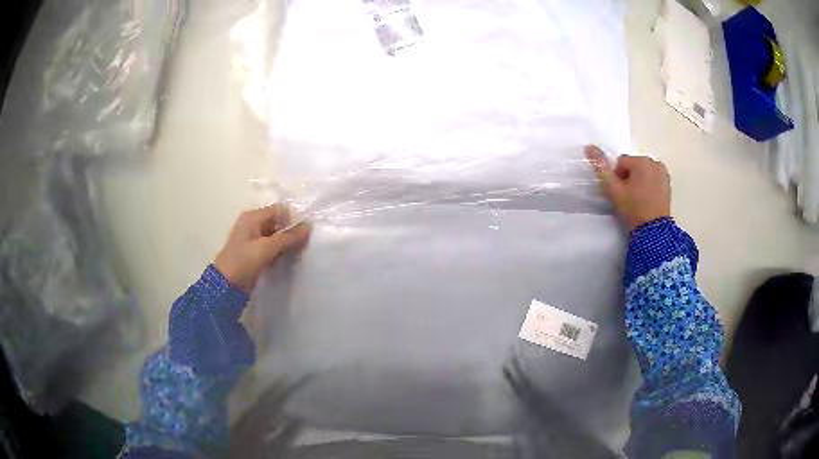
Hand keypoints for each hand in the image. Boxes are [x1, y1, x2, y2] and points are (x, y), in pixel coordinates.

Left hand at [215, 204, 310, 291]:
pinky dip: (280, 251)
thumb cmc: (244, 261)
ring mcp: (253, 238)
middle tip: (303, 245)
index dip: (293, 219)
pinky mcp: (255, 252)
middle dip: (291, 232)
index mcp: (252, 217)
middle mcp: (253, 224)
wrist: (226, 285)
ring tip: (296, 253)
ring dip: (286, 243)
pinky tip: (287, 259)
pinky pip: (272, 247)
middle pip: (278, 222)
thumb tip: (309, 226)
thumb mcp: (267, 248)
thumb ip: (288, 237)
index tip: (305, 233)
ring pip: (276, 235)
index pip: (279, 210)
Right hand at [584, 145, 670, 230]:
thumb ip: (601, 168)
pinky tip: (647, 200)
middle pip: (634, 166)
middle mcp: (654, 162)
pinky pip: (653, 178)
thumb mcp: (613, 190)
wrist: (653, 231)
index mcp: (641, 161)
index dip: (617, 178)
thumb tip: (589, 147)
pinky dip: (649, 185)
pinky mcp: (668, 183)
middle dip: (629, 178)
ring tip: (638, 200)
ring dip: (639, 181)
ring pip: (643, 172)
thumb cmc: (633, 209)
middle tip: (629, 197)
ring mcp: (663, 172)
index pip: (621, 162)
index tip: (620, 193)